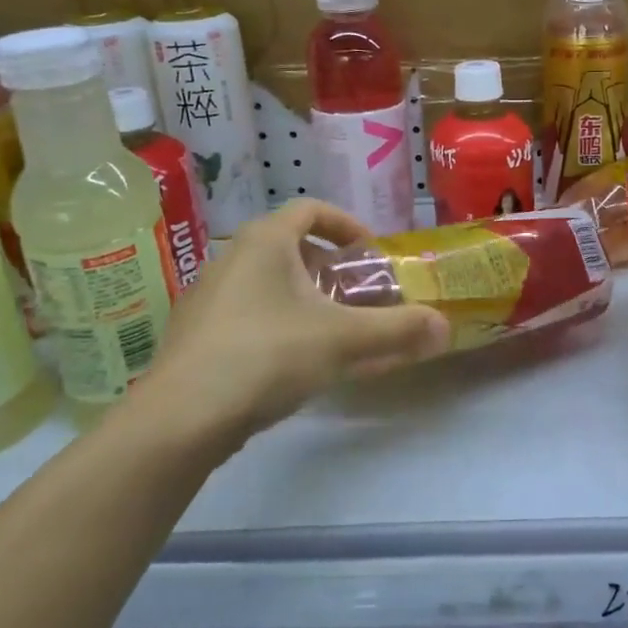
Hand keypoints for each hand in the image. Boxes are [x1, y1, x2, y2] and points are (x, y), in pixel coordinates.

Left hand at [142, 200, 448, 440]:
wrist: (180, 417)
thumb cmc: (267, 355)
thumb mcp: (343, 340)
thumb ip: (398, 330)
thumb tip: (446, 327)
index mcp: (265, 241)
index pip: (311, 209)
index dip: (346, 225)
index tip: (370, 253)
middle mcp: (232, 257)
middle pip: (289, 246)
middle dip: (330, 268)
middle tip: (357, 295)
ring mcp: (207, 296)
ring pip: (267, 282)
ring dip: (304, 297)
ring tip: (331, 330)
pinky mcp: (195, 333)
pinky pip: (247, 312)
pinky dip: (278, 322)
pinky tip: (292, 362)